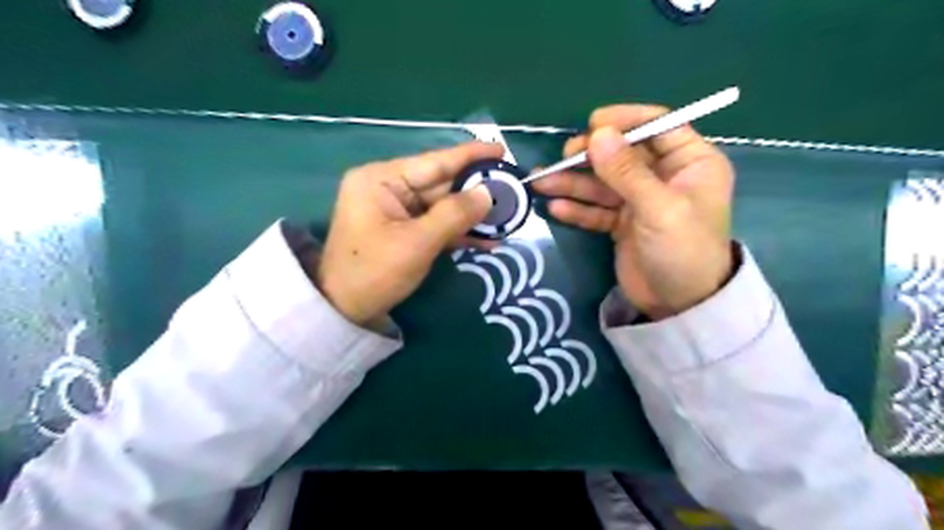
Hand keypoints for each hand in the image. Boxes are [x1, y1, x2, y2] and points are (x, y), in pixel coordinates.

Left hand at [313, 142, 501, 327]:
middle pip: (441, 184)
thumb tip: (488, 193)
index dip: (470, 156)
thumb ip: (454, 215)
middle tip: (512, 192)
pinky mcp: (402, 229)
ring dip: (471, 215)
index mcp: (381, 179)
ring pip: (442, 206)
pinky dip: (458, 231)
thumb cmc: (374, 272)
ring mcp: (395, 209)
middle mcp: (388, 187)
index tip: (501, 150)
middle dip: (475, 192)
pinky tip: (486, 239)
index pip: (434, 162)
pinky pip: (435, 223)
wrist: (344, 310)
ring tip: (506, 218)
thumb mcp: (417, 243)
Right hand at [530, 104, 736, 317]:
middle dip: (591, 156)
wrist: (679, 306)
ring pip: (603, 183)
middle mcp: (664, 177)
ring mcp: (640, 201)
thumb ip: (627, 172)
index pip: (657, 127)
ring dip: (573, 183)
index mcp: (690, 163)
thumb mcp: (659, 208)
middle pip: (623, 155)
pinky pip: (597, 209)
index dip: (625, 122)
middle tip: (563, 158)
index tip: (592, 125)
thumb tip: (598, 134)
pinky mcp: (622, 223)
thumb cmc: (683, 251)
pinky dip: (577, 209)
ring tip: (541, 182)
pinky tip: (555, 208)